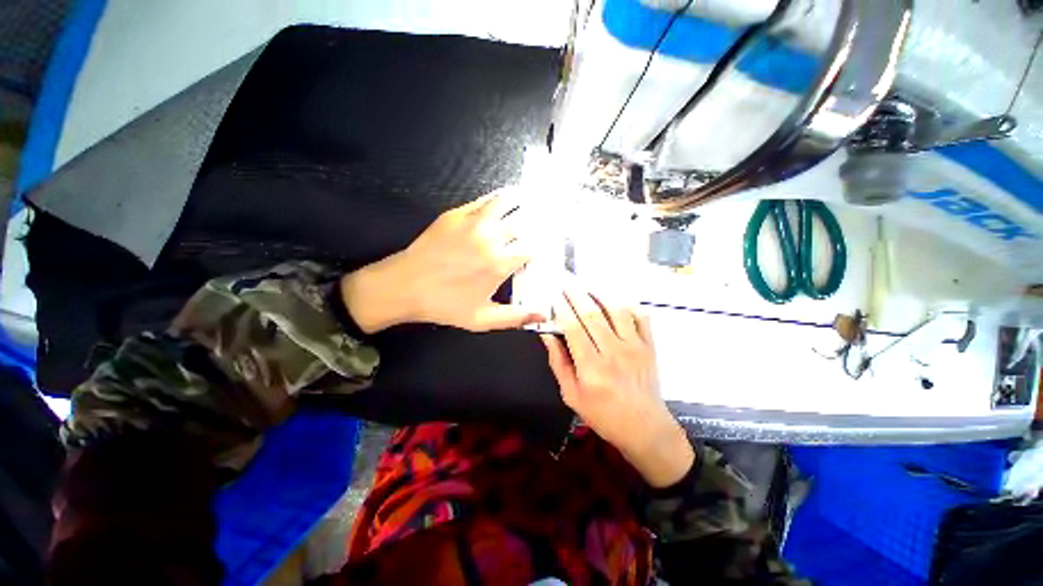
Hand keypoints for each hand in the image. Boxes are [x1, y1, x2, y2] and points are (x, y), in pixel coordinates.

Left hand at [340, 188, 545, 332]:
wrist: (403, 286)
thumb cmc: (445, 305)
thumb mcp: (482, 319)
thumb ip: (516, 317)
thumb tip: (545, 315)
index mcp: (499, 263)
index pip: (534, 248)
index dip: (545, 246)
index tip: (548, 248)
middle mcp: (490, 238)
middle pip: (525, 222)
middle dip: (540, 221)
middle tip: (549, 220)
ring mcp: (473, 222)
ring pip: (507, 202)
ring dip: (524, 200)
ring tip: (535, 199)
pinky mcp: (456, 214)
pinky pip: (485, 200)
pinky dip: (501, 197)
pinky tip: (507, 198)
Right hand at [541, 283, 693, 487]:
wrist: (646, 429)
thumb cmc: (603, 415)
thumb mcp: (571, 395)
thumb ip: (558, 363)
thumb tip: (548, 336)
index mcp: (592, 368)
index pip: (573, 329)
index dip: (562, 309)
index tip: (554, 297)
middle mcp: (614, 353)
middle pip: (592, 314)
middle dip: (576, 294)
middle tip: (566, 282)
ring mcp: (635, 347)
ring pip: (616, 311)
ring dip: (600, 294)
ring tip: (587, 286)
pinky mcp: (650, 346)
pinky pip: (641, 318)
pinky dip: (628, 305)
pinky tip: (615, 301)